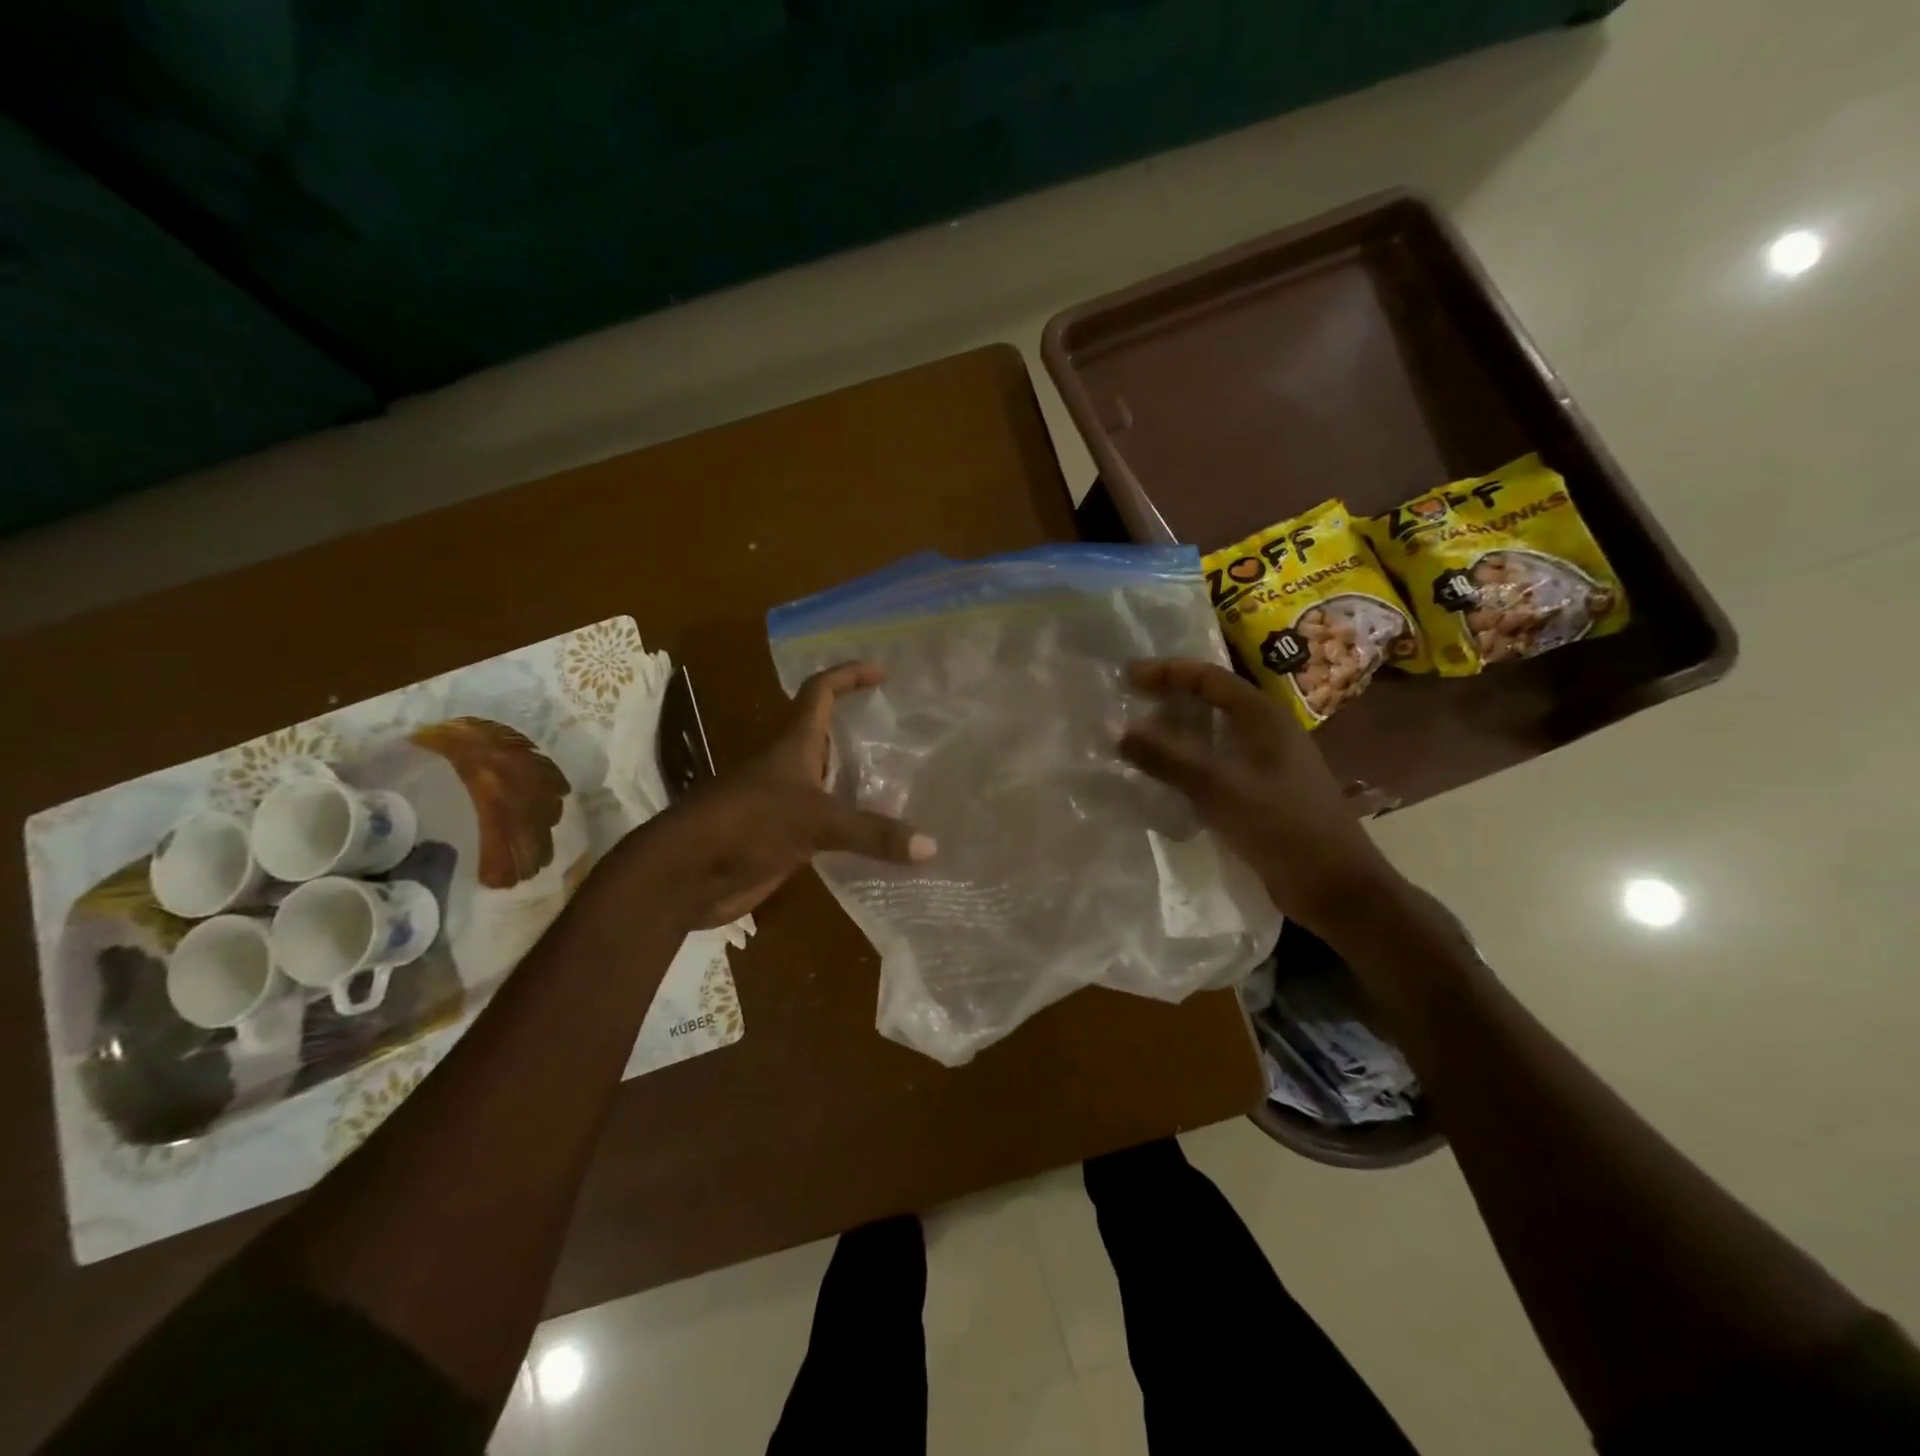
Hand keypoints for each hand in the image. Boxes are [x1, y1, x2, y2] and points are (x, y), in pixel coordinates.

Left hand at [645, 662, 934, 927]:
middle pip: (829, 738)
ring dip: (863, 784)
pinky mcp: (784, 841)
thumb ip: (872, 833)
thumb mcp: (814, 821)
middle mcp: (790, 769)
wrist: (685, 875)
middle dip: (864, 732)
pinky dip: (854, 830)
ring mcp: (785, 806)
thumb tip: (931, 847)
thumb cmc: (746, 824)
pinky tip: (883, 841)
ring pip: (832, 786)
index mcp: (793, 745)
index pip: (820, 692)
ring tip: (909, 787)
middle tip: (908, 738)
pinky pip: (829, 828)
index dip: (848, 676)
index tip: (884, 674)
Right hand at [1117, 659, 1408, 937]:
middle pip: (1212, 701)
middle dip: (1168, 699)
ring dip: (1176, 733)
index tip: (1126, 676)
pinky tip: (1164, 778)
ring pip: (1213, 735)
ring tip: (1136, 739)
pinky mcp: (1262, 793)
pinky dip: (1188, 763)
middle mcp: (1267, 732)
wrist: (1335, 886)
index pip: (1209, 677)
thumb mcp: (1217, 787)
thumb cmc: (1280, 826)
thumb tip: (1112, 728)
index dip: (1167, 671)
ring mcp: (1267, 764)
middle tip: (1127, 706)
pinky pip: (1217, 765)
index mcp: (1264, 717)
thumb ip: (1165, 756)